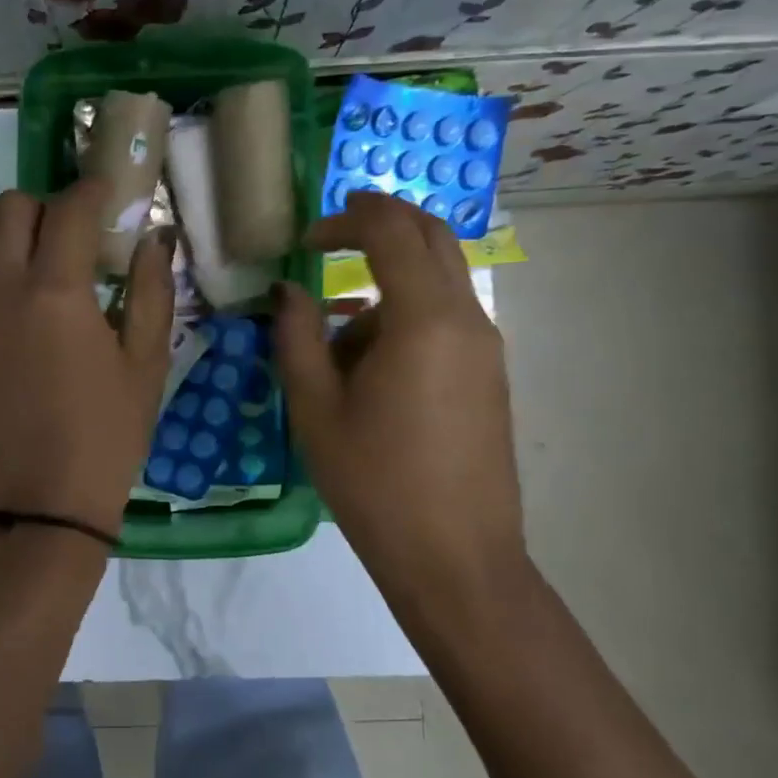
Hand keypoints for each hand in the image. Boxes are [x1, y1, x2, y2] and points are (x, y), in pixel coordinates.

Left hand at [0, 180, 175, 535]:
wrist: (43, 500)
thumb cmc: (107, 434)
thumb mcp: (147, 362)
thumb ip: (152, 291)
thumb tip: (156, 237)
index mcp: (59, 291)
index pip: (70, 209)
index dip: (92, 190)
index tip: (106, 194)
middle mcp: (2, 288)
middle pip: (10, 209)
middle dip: (44, 206)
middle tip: (65, 232)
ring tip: (14, 248)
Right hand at [275, 190, 525, 585]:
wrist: (455, 558)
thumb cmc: (374, 483)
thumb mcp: (315, 408)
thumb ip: (296, 337)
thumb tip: (288, 291)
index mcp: (423, 320)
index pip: (391, 232)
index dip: (346, 219)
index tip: (306, 237)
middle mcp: (466, 319)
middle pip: (432, 236)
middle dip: (381, 223)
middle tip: (331, 234)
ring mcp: (486, 347)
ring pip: (438, 280)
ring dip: (388, 282)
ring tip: (336, 342)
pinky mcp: (489, 374)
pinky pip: (447, 318)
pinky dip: (407, 314)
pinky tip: (369, 369)